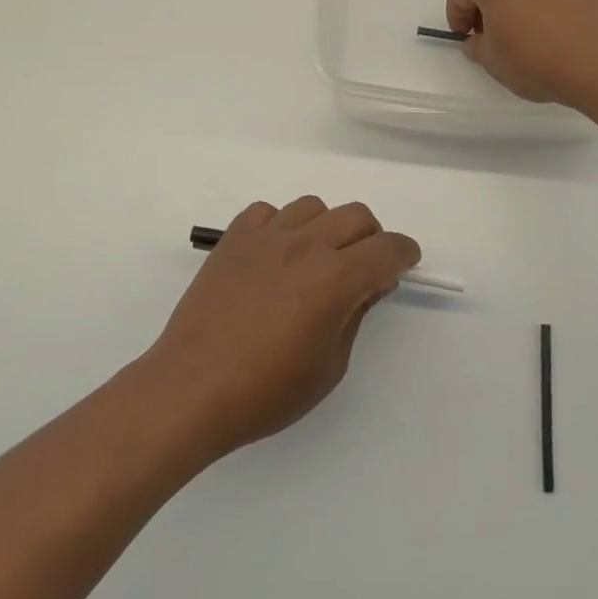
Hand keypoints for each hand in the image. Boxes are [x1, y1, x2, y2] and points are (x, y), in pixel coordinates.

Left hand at [139, 197, 420, 459]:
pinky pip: (268, 212)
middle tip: (364, 269)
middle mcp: (306, 245)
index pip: (387, 249)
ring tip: (316, 260)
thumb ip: (354, 316)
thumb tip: (366, 286)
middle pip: (356, 216)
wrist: (191, 388)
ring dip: (327, 228)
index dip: (404, 254)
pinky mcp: (234, 238)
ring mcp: (267, 236)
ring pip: (314, 206)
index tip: (405, 263)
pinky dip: (281, 226)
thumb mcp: (329, 367)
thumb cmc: (265, 392)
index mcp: (335, 278)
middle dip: (372, 238)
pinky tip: (275, 255)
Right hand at [445, 0, 597, 108]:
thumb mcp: (493, 63)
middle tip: (495, 33)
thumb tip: (478, 39)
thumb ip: (477, 46)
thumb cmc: (537, 60)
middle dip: (490, 2)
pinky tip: (563, 30)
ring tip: (533, 31)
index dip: (457, 14)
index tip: (464, 37)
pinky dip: (555, 3)